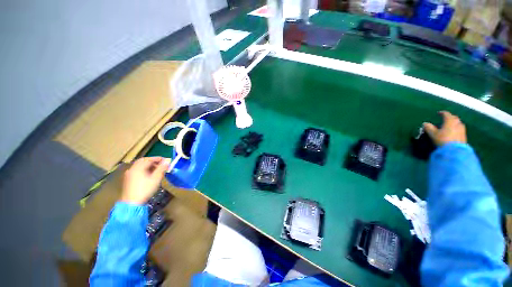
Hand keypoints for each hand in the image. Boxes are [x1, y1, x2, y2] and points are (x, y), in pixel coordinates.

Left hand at [121, 157, 170, 204]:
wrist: (132, 203)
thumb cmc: (145, 189)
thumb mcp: (156, 178)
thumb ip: (161, 169)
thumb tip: (167, 161)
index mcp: (138, 167)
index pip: (149, 159)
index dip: (158, 158)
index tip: (165, 160)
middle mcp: (132, 169)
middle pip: (143, 161)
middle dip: (152, 161)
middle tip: (160, 163)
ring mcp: (129, 174)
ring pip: (139, 166)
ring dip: (148, 165)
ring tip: (156, 169)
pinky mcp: (128, 179)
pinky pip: (137, 170)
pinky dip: (143, 169)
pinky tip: (148, 174)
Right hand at [423, 111, 466, 145]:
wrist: (455, 150)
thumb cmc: (443, 139)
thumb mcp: (433, 134)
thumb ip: (429, 127)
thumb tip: (425, 123)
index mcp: (450, 120)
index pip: (446, 114)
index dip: (442, 113)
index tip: (439, 113)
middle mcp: (457, 123)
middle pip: (454, 117)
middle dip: (449, 117)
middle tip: (445, 119)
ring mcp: (462, 129)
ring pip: (458, 123)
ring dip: (453, 123)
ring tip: (449, 125)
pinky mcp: (464, 135)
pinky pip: (459, 129)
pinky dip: (456, 128)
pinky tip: (453, 131)